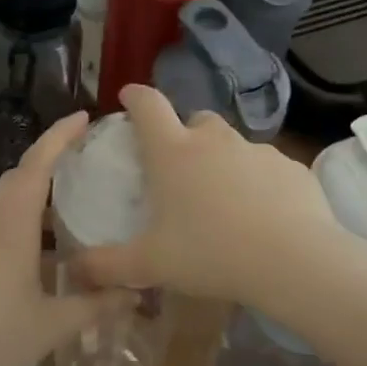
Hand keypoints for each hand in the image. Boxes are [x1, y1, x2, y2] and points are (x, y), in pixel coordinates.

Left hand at [0, 111, 135, 365]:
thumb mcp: (54, 324)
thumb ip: (96, 304)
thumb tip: (136, 292)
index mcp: (11, 227)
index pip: (36, 166)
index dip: (59, 137)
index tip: (84, 117)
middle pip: (18, 174)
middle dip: (49, 154)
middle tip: (86, 151)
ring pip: (5, 195)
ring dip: (34, 182)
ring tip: (71, 188)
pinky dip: (23, 208)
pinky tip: (44, 234)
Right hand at [75, 85, 346, 309]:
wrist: (294, 261)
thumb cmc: (210, 253)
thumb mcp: (150, 264)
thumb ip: (107, 265)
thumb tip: (73, 269)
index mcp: (173, 152)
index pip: (148, 105)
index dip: (135, 97)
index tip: (128, 98)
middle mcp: (214, 141)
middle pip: (195, 120)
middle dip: (184, 134)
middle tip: (179, 169)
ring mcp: (257, 151)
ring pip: (233, 145)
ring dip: (223, 161)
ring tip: (223, 201)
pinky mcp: (291, 168)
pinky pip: (267, 169)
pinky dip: (259, 183)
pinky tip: (262, 216)